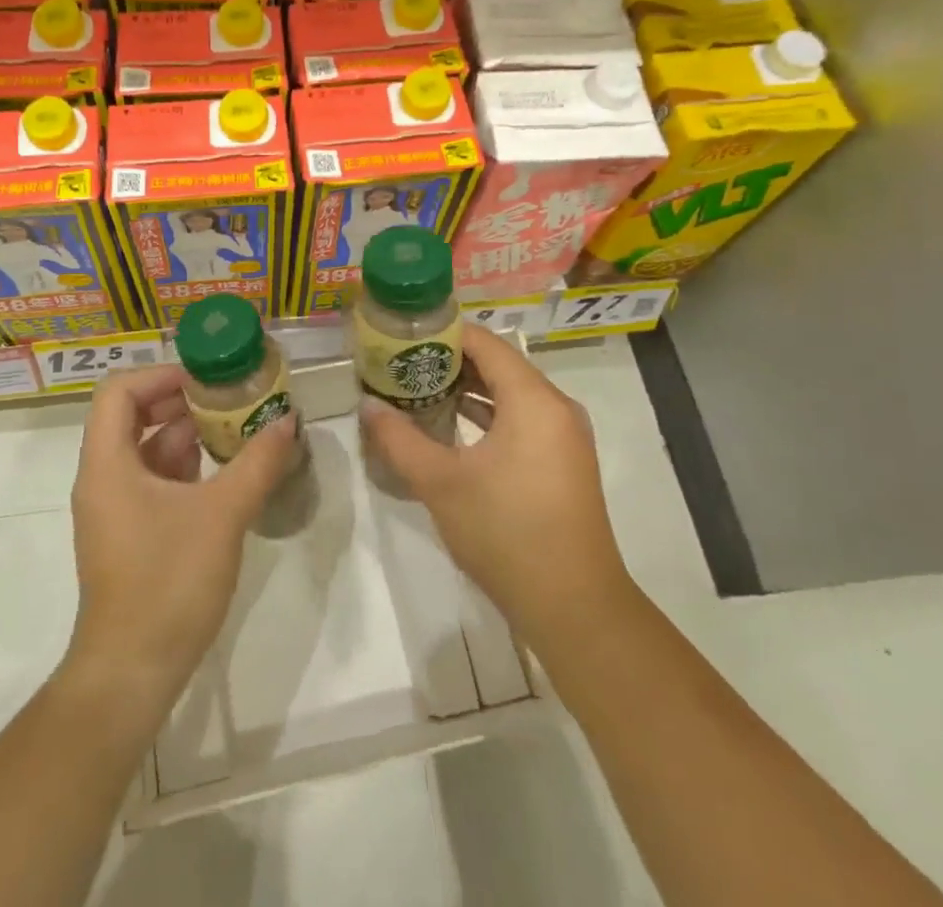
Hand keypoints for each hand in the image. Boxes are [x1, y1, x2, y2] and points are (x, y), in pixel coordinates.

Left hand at [63, 365, 299, 712]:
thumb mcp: (222, 515)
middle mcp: (102, 477)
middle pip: (132, 415)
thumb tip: (287, 422)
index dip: (160, 375)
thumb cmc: (168, 582)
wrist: (131, 673)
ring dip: (187, 434)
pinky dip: (184, 468)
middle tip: (228, 398)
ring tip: (235, 429)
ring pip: (145, 449)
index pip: (119, 391)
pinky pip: (152, 480)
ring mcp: (114, 508)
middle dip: (181, 401)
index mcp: (108, 463)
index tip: (205, 379)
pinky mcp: (128, 533)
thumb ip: (257, 462)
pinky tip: (224, 473)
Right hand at [361, 325, 637, 661]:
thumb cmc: (506, 534)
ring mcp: (564, 436)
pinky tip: (452, 425)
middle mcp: (555, 407)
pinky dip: (488, 414)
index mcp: (533, 400)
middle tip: (402, 365)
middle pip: (498, 364)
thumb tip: (367, 406)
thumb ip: (399, 439)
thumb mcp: (441, 483)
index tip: (401, 338)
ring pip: (510, 393)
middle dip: (449, 361)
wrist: (575, 609)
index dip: (442, 334)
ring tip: (418, 389)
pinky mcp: (563, 462)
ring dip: (467, 389)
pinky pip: (522, 418)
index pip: (484, 342)